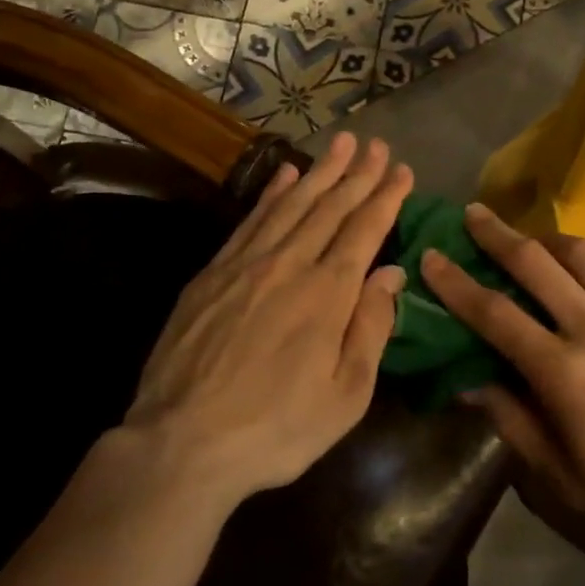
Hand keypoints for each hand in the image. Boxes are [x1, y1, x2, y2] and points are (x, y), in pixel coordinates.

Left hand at [124, 133, 411, 505]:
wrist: (181, 443)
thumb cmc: (276, 429)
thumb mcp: (345, 395)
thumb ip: (371, 327)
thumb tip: (392, 273)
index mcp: (327, 293)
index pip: (365, 230)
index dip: (386, 197)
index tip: (403, 171)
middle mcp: (290, 264)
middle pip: (330, 207)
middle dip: (358, 172)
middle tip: (377, 144)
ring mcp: (246, 264)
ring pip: (291, 204)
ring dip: (320, 170)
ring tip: (341, 142)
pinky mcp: (213, 274)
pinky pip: (250, 220)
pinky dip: (272, 193)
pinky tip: (285, 174)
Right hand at [421, 205, 584, 575]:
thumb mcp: (563, 477)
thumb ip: (513, 421)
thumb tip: (469, 380)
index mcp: (563, 371)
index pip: (494, 313)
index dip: (456, 282)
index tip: (433, 255)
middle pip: (536, 263)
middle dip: (498, 234)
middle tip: (475, 213)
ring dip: (551, 243)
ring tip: (537, 243)